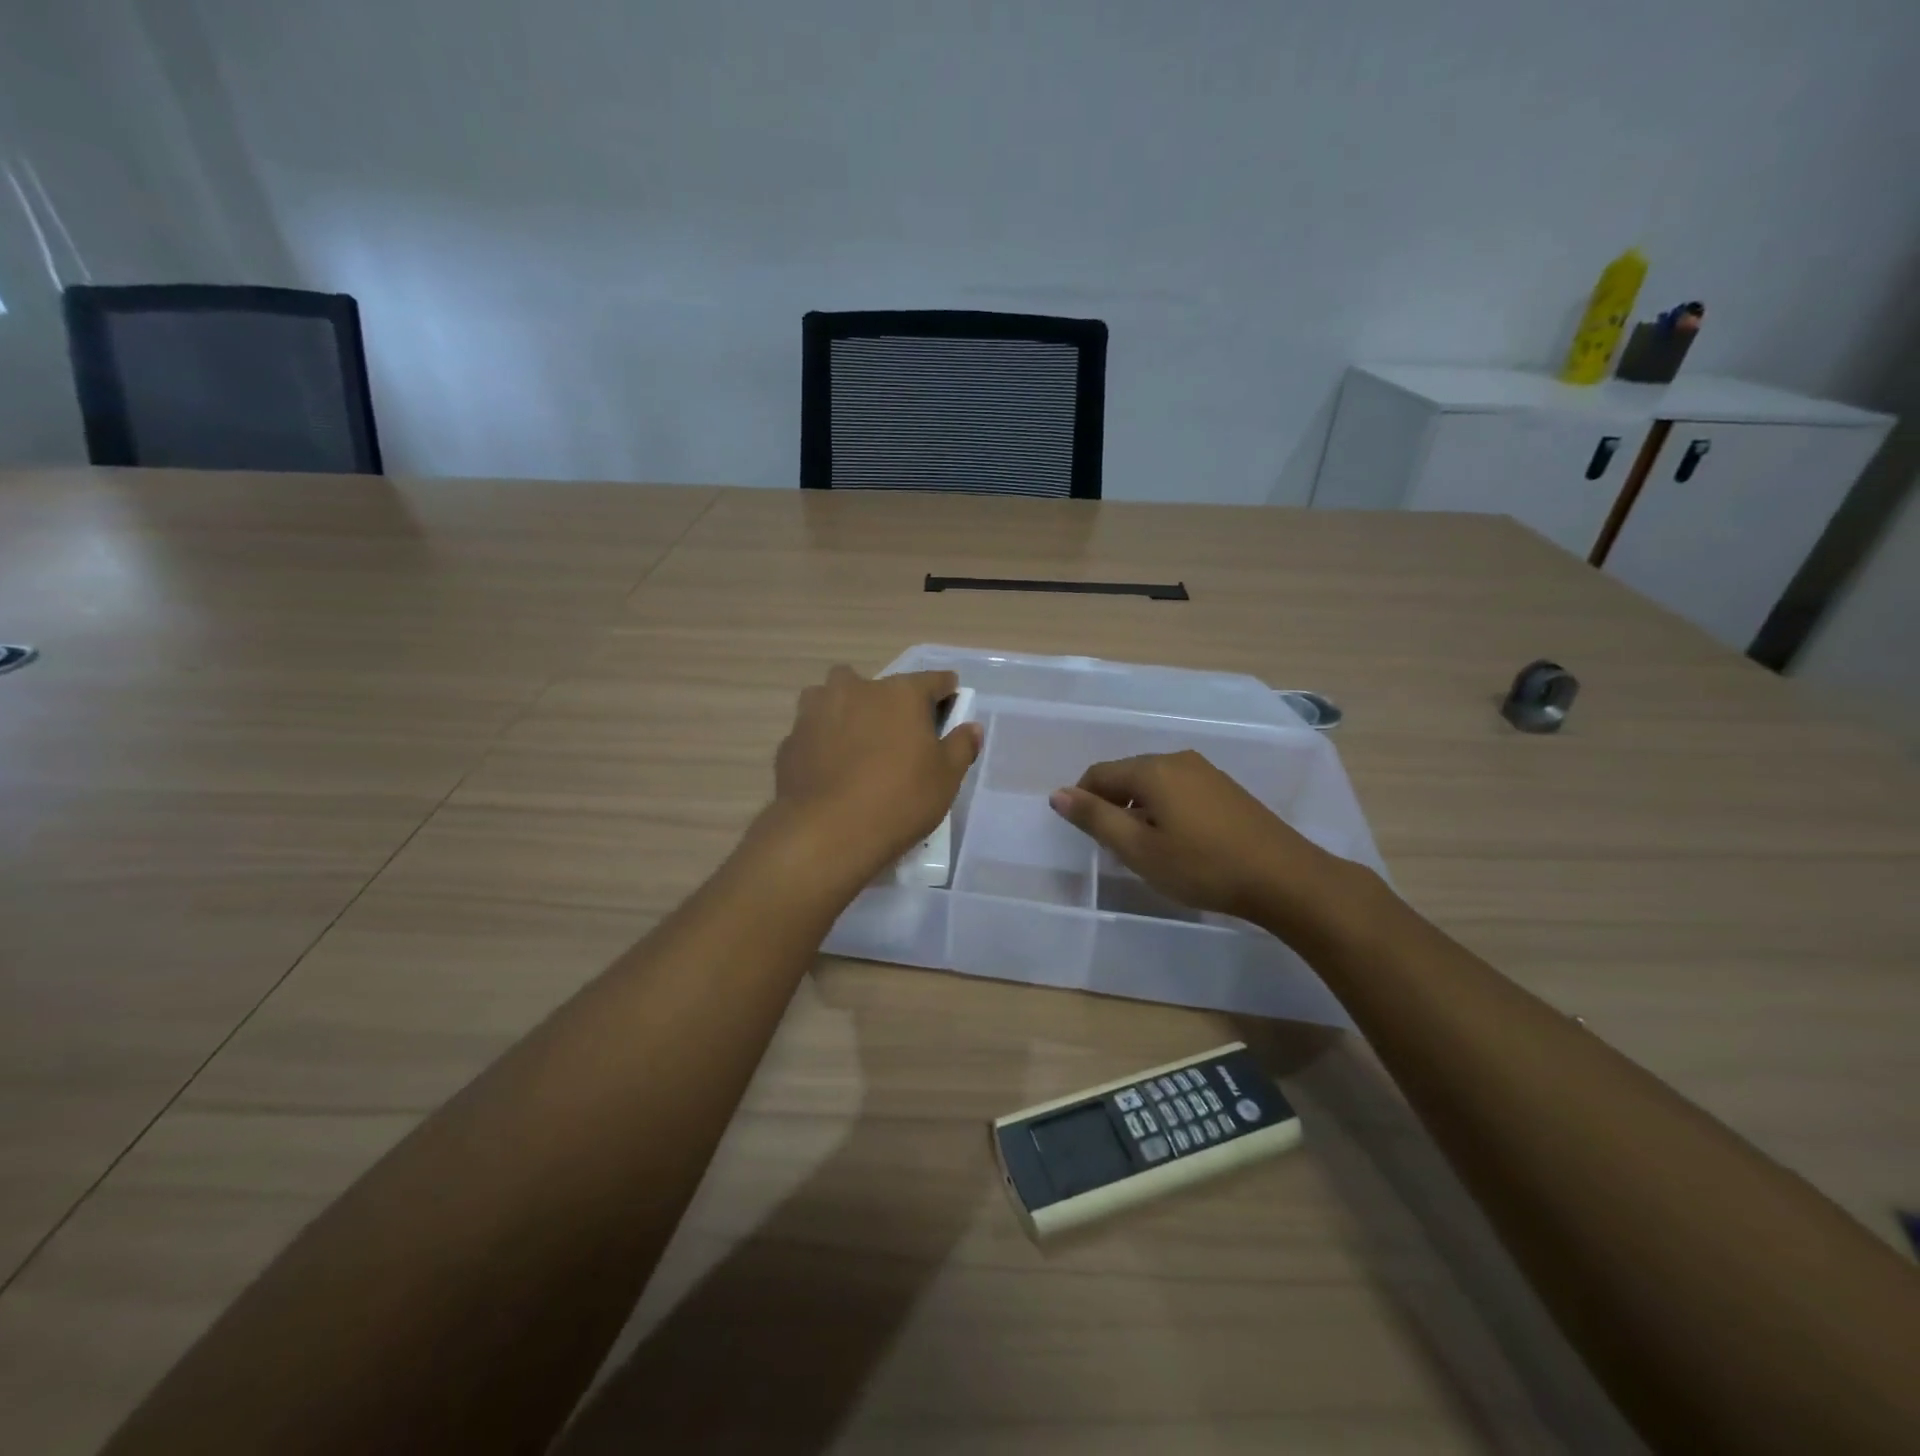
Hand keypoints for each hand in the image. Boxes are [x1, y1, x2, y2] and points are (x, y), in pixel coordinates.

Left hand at [771, 666, 982, 884]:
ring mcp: (816, 712)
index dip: (945, 690)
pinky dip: (822, 742)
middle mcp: (855, 690)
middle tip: (896, 731)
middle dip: (887, 700)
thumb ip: (961, 746)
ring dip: (845, 710)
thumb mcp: (946, 778)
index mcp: (900, 694)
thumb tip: (971, 727)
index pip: (932, 680)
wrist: (826, 832)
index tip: (951, 700)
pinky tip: (829, 769)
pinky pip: (812, 732)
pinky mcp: (790, 741)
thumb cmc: (899, 800)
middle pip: (877, 684)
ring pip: (832, 697)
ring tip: (855, 742)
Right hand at [1048, 750, 1362, 935]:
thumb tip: (1057, 794)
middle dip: (1111, 805)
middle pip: (1127, 775)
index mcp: (1152, 769)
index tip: (1085, 835)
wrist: (1284, 878)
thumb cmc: (1202, 866)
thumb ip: (1095, 819)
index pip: (1099, 774)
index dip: (1082, 801)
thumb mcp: (1139, 849)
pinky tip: (1177, 842)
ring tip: (1144, 848)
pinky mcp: (1226, 789)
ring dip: (1139, 810)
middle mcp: (1177, 760)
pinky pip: (1179, 791)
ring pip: (1154, 784)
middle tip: (1114, 847)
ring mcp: (1206, 772)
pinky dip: (1165, 810)